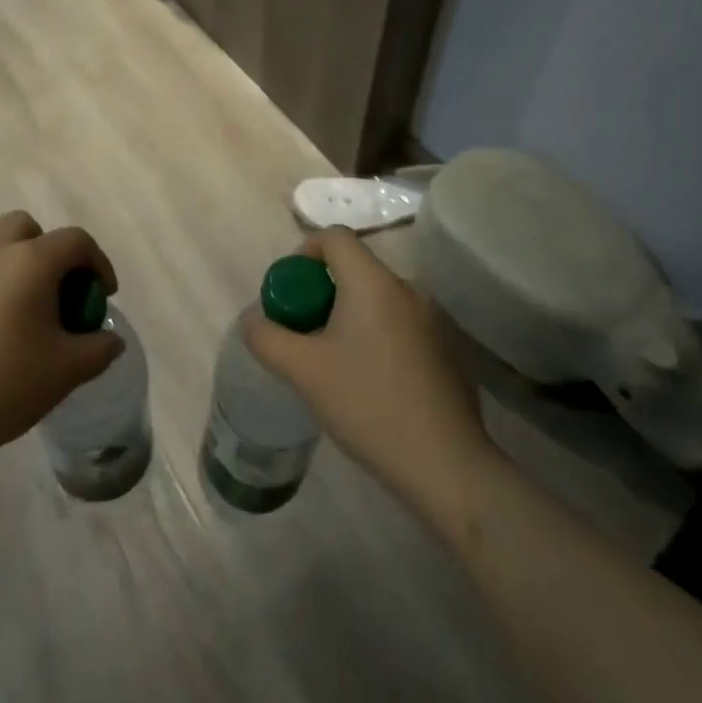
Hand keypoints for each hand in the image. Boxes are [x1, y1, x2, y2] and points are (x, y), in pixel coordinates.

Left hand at [0, 211, 122, 468]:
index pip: (75, 240)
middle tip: (58, 291)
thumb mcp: (67, 371)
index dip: (98, 262)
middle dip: (49, 250)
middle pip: (26, 228)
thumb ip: (98, 349)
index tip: (103, 296)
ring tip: (25, 317)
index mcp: (30, 262)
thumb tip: (111, 340)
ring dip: (17, 269)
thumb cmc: (5, 384)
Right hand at [244, 228, 491, 517]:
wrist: (446, 465)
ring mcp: (433, 318)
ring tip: (336, 363)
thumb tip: (254, 320)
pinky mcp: (448, 348)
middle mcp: (407, 288)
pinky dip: (378, 336)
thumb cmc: (368, 406)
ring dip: (350, 316)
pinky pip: (401, 323)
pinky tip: (373, 384)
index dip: (304, 252)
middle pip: (355, 268)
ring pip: (378, 299)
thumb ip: (267, 338)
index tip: (291, 291)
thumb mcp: (303, 372)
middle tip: (305, 333)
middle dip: (323, 292)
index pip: (334, 237)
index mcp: (372, 282)